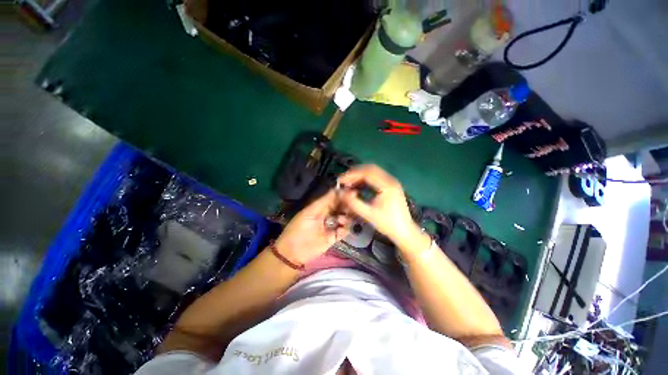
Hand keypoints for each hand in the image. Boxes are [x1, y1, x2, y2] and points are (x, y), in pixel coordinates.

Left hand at [274, 190, 349, 264]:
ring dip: (346, 217)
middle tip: (352, 206)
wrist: (293, 252)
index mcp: (320, 207)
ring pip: (345, 218)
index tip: (351, 193)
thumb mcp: (309, 212)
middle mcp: (328, 214)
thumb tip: (337, 189)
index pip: (334, 198)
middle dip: (347, 206)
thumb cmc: (298, 229)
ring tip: (341, 220)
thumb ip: (324, 202)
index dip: (342, 195)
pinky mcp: (334, 237)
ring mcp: (332, 226)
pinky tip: (341, 229)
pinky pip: (344, 231)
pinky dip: (345, 229)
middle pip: (341, 207)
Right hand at [338, 165, 421, 248]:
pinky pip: (376, 177)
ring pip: (373, 172)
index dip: (351, 175)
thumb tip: (341, 192)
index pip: (367, 173)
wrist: (404, 231)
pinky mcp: (391, 186)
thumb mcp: (368, 214)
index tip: (340, 180)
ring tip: (348, 183)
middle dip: (355, 173)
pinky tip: (358, 186)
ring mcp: (392, 182)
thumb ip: (354, 203)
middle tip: (343, 180)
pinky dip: (365, 180)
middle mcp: (391, 180)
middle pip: (370, 169)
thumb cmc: (387, 224)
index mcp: (387, 185)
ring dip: (360, 176)